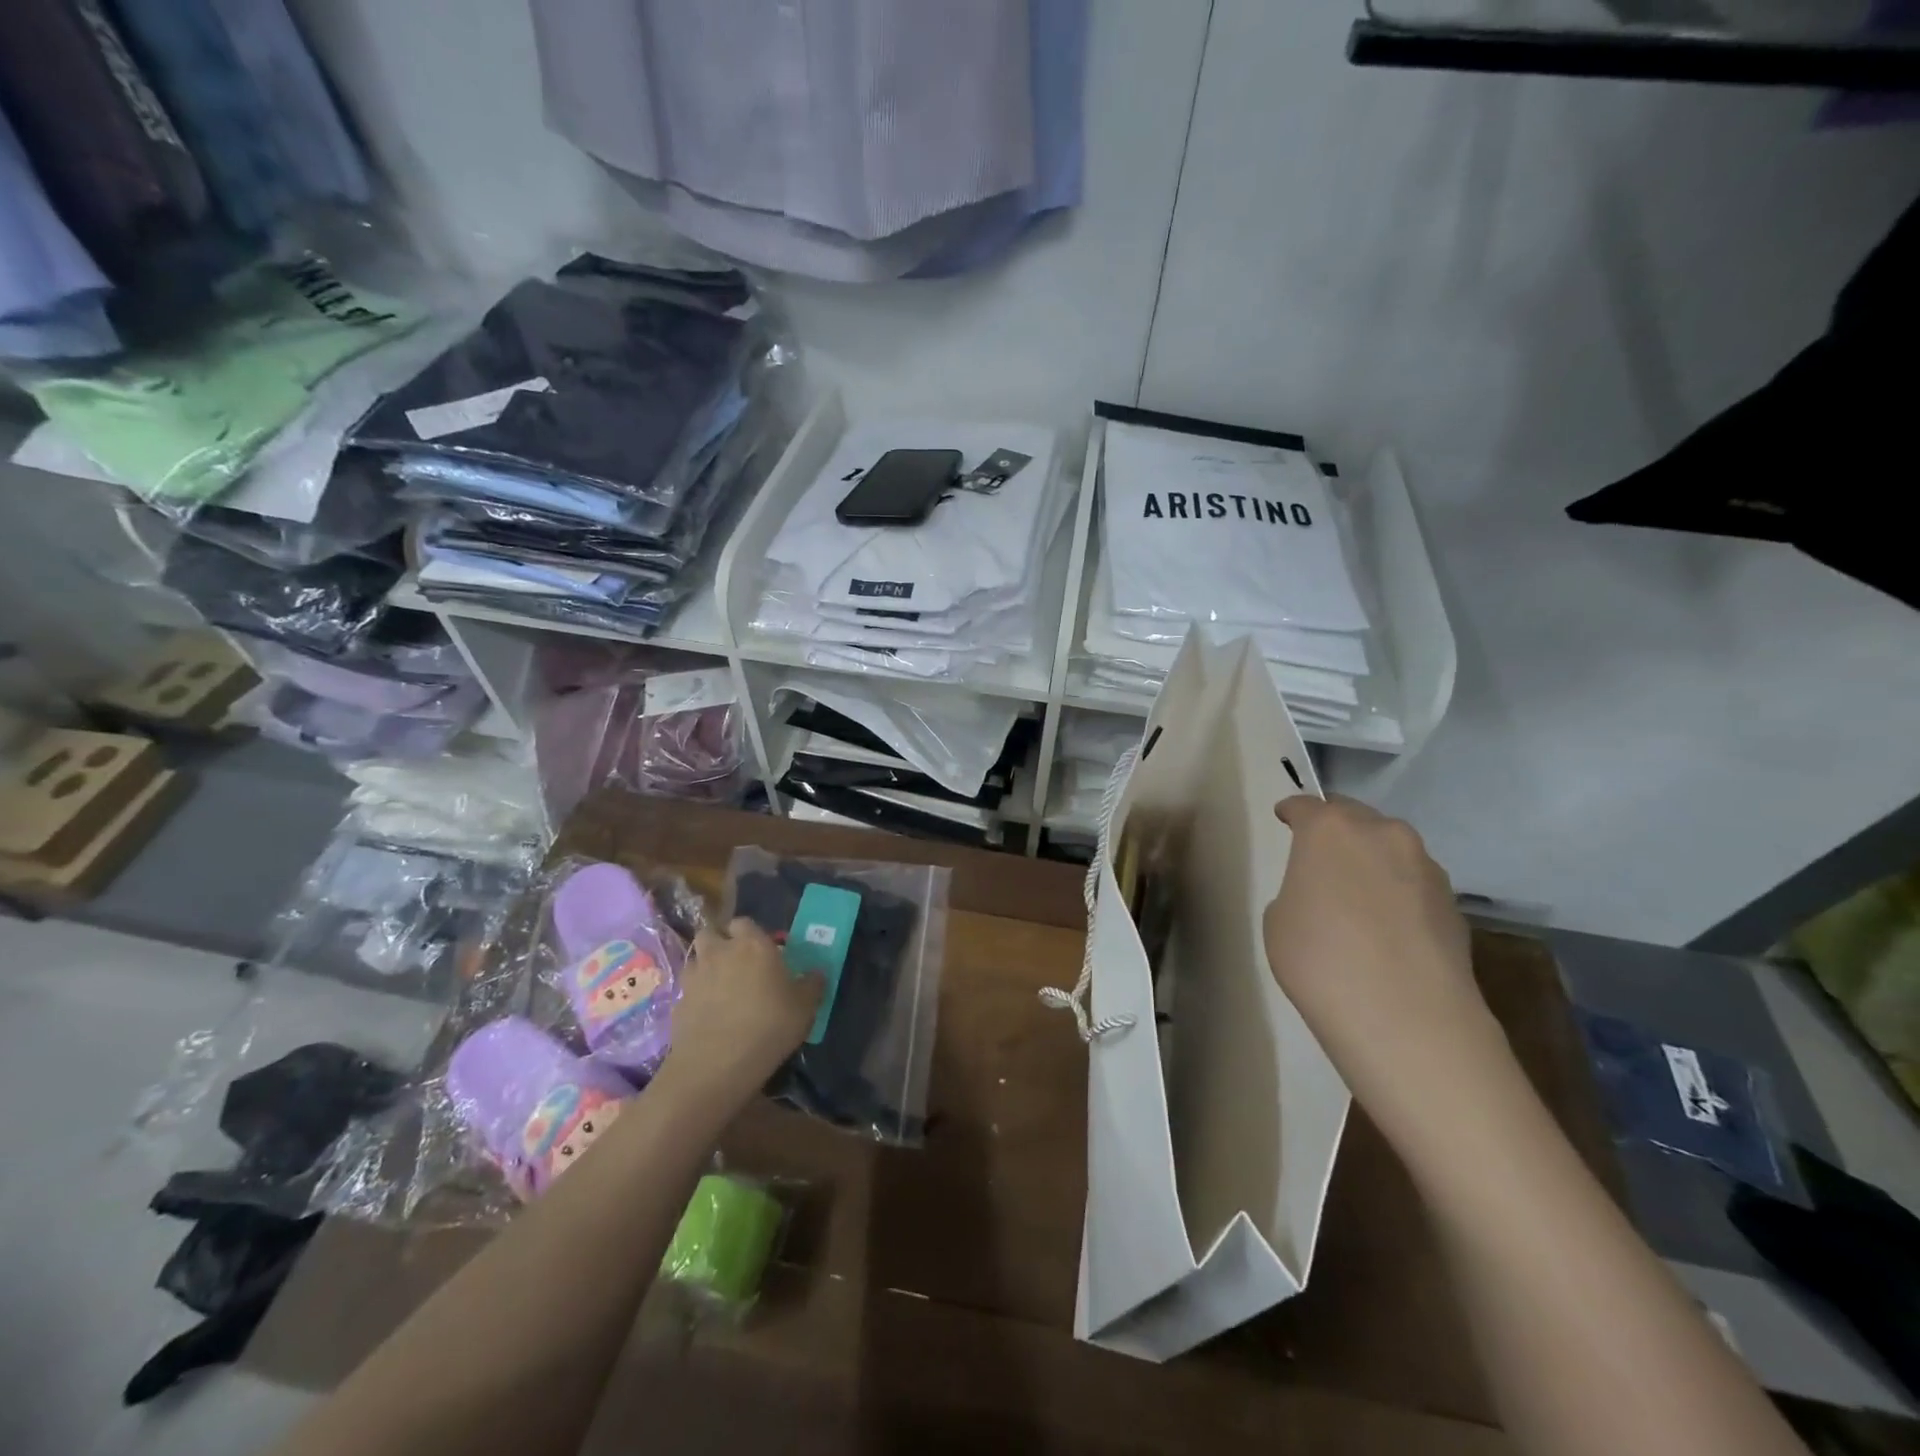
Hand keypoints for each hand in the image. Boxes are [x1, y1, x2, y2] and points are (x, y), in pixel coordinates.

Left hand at [661, 918, 822, 1112]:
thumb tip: (818, 973)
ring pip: (696, 958)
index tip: (761, 950)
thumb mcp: (805, 1007)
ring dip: (706, 966)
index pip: (744, 923)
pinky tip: (708, 1014)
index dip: (750, 933)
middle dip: (720, 942)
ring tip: (720, 987)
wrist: (716, 1064)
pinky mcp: (677, 1002)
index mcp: (753, 944)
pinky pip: (687, 989)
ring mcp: (695, 976)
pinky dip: (695, 995)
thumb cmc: (769, 1025)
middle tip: (736, 963)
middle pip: (712, 933)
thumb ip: (812, 984)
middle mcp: (720, 952)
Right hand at [1263, 796, 1500, 1136]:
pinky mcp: (1454, 904)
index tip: (1284, 818)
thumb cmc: (1320, 960)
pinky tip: (1387, 930)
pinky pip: (1414, 885)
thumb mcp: (1279, 919)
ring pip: (1390, 851)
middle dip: (1337, 832)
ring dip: (1372, 863)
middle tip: (1320, 859)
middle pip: (1355, 819)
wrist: (1407, 1020)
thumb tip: (1325, 895)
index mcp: (1330, 829)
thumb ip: (1299, 889)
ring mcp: (1426, 867)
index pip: (1306, 806)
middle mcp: (1383, 834)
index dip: (1292, 812)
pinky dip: (1398, 895)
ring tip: (1357, 899)